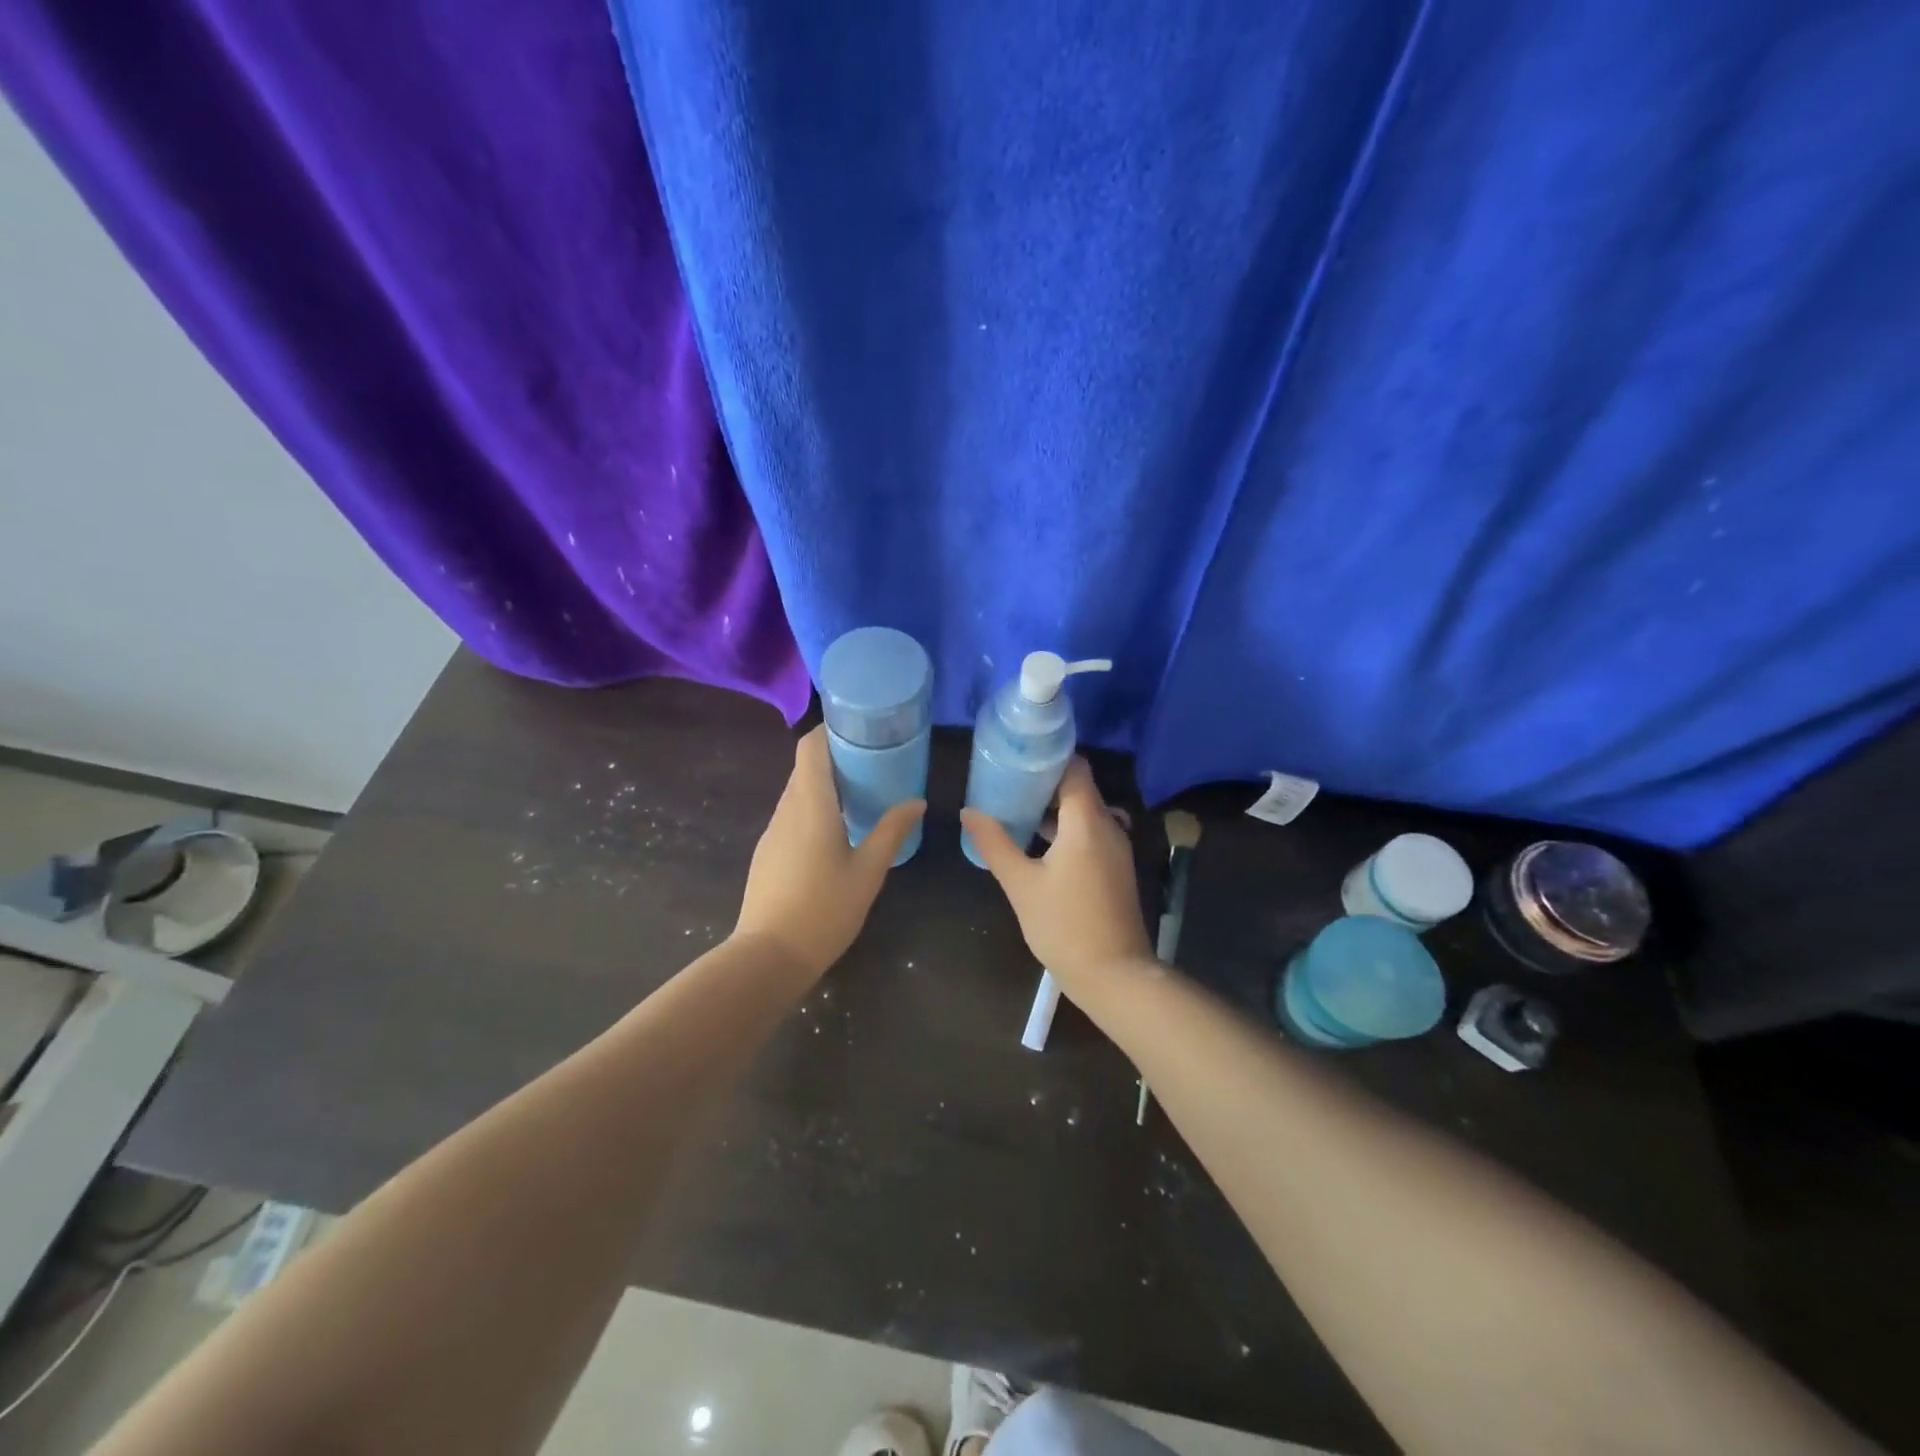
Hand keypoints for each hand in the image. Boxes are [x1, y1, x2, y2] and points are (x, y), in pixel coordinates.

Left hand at [733, 726, 924, 974]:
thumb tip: (917, 801)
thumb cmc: (824, 909)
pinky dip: (814, 809)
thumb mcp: (868, 871)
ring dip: (825, 785)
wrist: (768, 956)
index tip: (860, 730)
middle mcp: (786, 809)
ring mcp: (773, 831)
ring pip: (797, 792)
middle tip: (874, 762)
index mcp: (810, 804)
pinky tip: (837, 831)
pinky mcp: (768, 852)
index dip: (831, 730)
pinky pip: (792, 815)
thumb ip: (892, 831)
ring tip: (861, 794)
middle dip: (836, 757)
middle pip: (805, 767)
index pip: (810, 747)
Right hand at [960, 758, 1152, 987]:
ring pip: (1085, 812)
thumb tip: (969, 811)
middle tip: (1007, 781)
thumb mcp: (1021, 884)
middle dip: (1044, 782)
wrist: (1114, 975)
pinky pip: (1091, 833)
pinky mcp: (1115, 868)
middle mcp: (1108, 826)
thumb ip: (994, 843)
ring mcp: (1116, 848)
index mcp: (1088, 821)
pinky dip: (1067, 829)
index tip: (1017, 756)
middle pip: (1079, 788)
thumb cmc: (1064, 925)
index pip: (1075, 768)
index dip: (1048, 756)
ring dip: (1054, 808)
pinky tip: (1038, 843)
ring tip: (1016, 809)